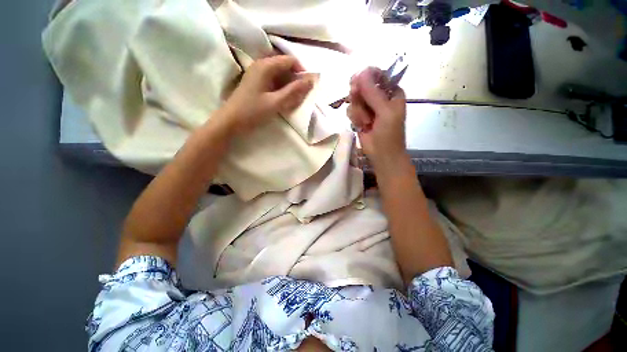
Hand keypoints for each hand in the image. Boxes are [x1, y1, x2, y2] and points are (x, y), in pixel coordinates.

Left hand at [220, 55, 313, 134]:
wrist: (230, 121)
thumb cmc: (253, 112)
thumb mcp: (276, 102)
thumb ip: (294, 90)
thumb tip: (311, 79)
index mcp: (265, 66)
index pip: (290, 60)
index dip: (301, 71)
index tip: (307, 86)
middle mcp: (261, 64)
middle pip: (284, 65)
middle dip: (295, 78)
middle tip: (299, 94)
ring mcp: (257, 72)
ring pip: (279, 73)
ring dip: (288, 84)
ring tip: (292, 98)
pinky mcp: (255, 81)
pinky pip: (273, 79)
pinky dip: (280, 87)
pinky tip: (281, 98)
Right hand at [347, 67, 407, 167]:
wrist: (382, 155)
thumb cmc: (389, 134)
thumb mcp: (385, 111)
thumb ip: (373, 93)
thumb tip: (360, 73)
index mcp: (391, 92)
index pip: (378, 75)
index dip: (367, 76)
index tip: (357, 81)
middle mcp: (379, 97)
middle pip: (363, 85)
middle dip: (359, 95)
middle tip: (355, 98)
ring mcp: (368, 107)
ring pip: (355, 98)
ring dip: (358, 111)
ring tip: (366, 122)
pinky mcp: (359, 117)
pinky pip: (351, 110)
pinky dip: (354, 118)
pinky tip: (361, 126)